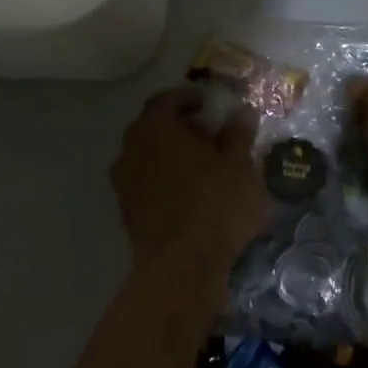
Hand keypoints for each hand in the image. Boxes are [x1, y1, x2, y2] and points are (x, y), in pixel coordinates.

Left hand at [111, 87, 267, 279]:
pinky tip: (191, 191)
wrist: (180, 270)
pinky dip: (166, 178)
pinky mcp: (128, 212)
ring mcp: (125, 183)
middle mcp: (132, 149)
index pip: (166, 99)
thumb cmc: (214, 205)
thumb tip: (241, 112)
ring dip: (172, 153)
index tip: (209, 104)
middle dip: (181, 126)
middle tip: (210, 133)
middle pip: (154, 126)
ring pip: (149, 155)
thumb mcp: (239, 165)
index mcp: (155, 128)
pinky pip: (147, 181)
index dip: (189, 98)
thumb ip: (239, 134)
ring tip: (204, 164)